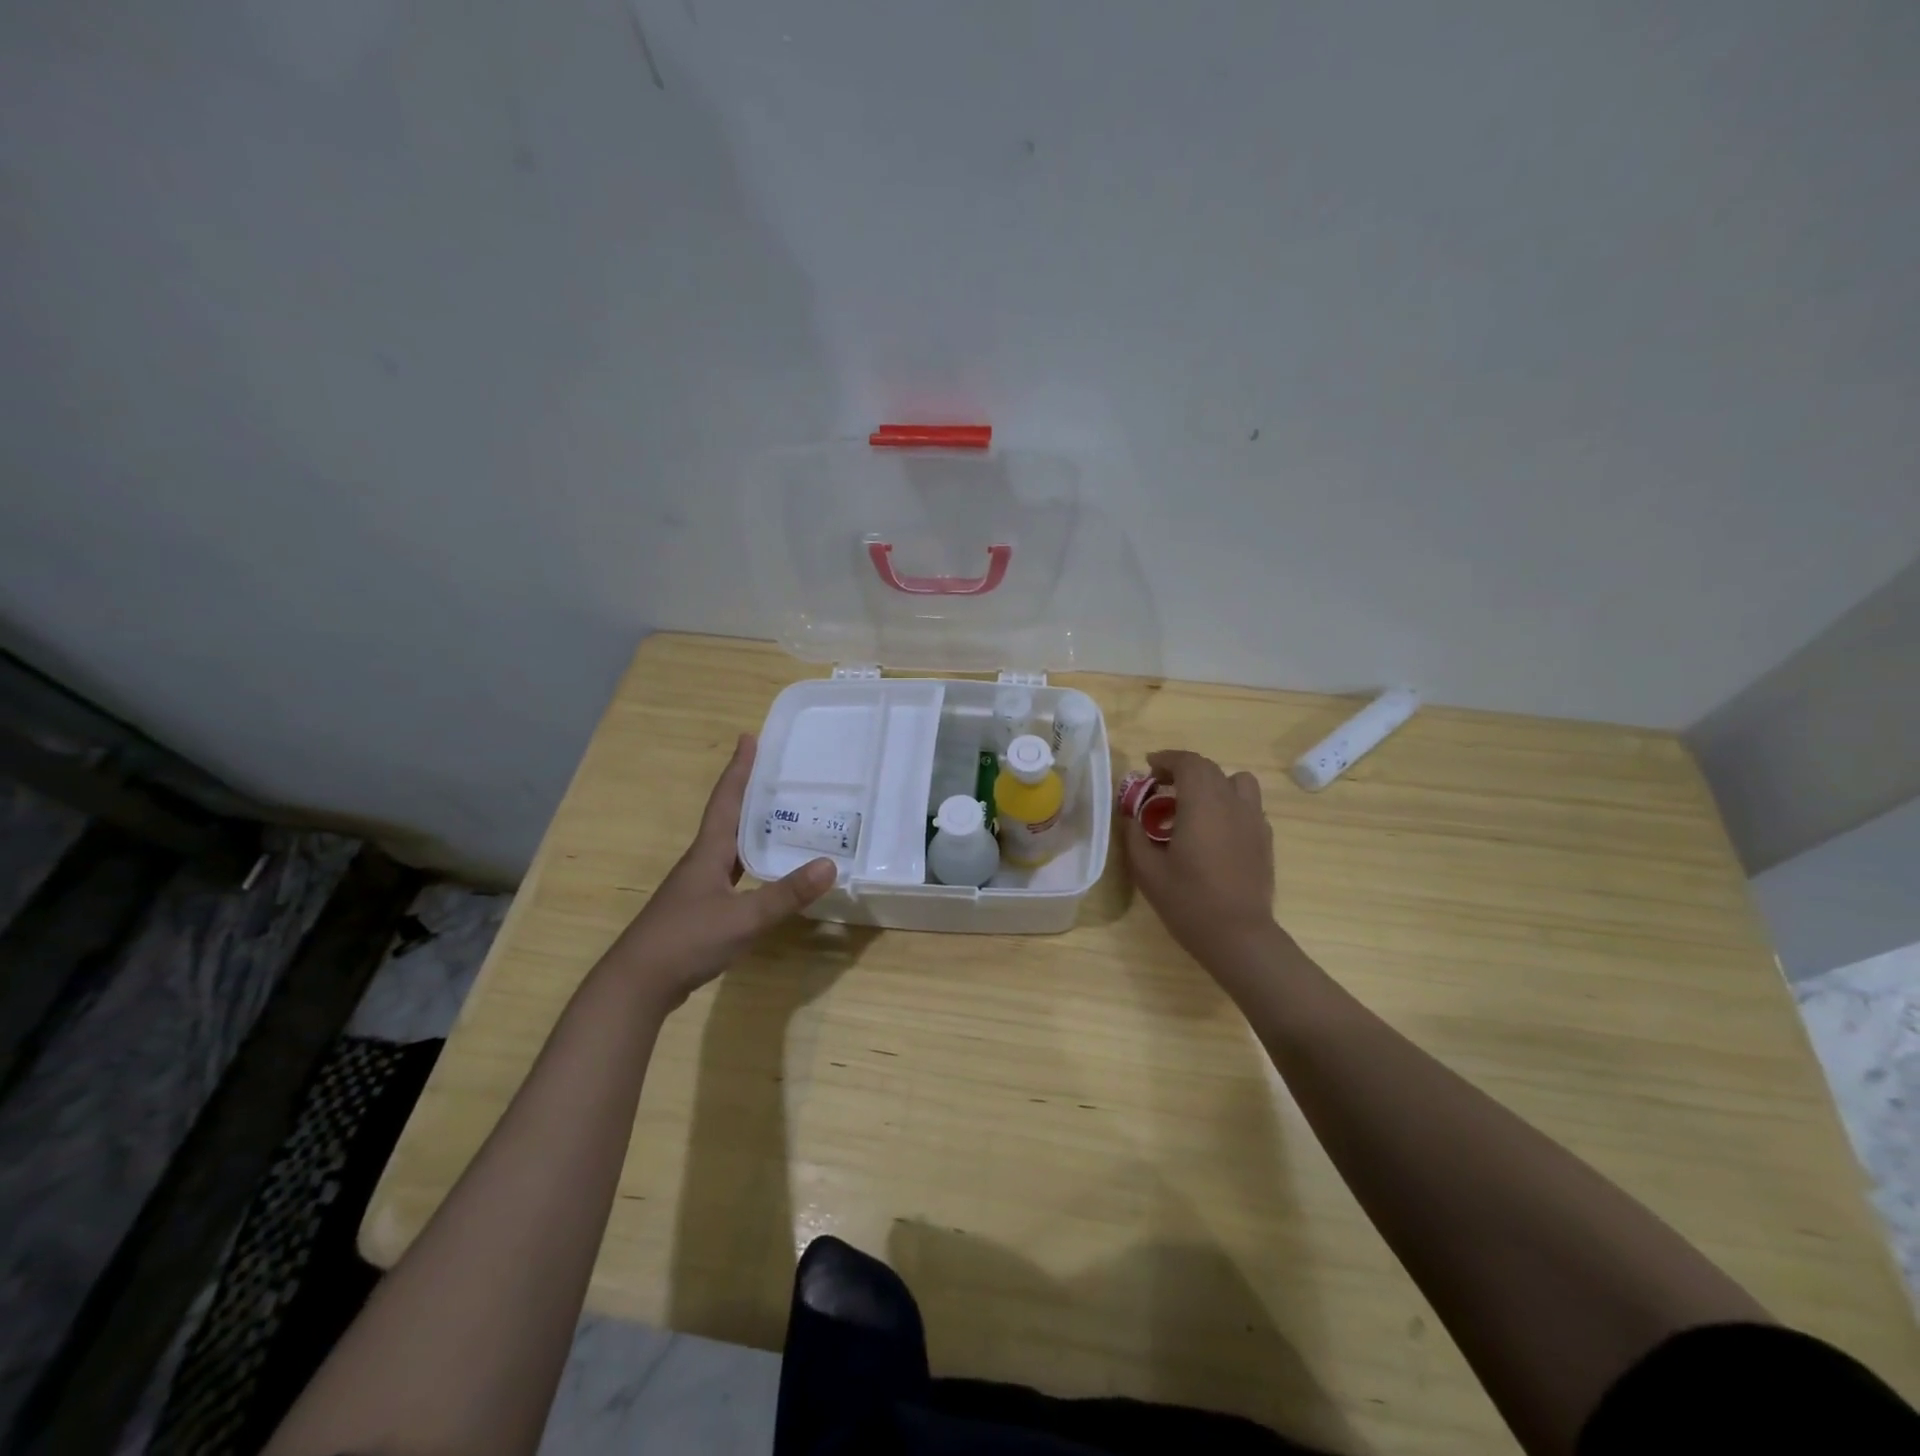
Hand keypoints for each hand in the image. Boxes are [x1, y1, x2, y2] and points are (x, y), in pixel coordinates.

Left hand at [609, 733, 835, 1010]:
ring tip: (779, 815)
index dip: (738, 769)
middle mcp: (701, 861)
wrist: (637, 984)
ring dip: (750, 826)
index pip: (726, 800)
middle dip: (748, 791)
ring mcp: (697, 886)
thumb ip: (786, 894)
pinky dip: (749, 860)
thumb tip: (830, 865)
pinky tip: (765, 870)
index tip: (749, 737)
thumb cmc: (687, 941)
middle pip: (727, 816)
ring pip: (729, 845)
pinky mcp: (699, 908)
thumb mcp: (744, 917)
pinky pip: (730, 870)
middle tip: (776, 772)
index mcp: (708, 852)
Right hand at [1123, 750, 1276, 971]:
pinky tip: (1214, 830)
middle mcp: (1232, 803)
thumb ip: (1134, 836)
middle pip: (1210, 769)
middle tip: (1161, 786)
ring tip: (1194, 804)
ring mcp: (1254, 820)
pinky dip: (1229, 804)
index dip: (1167, 758)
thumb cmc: (1189, 901)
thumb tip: (1131, 817)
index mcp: (1202, 804)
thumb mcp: (1147, 871)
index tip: (1149, 767)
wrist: (1238, 936)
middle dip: (1184, 770)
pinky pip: (1248, 806)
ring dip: (1213, 783)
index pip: (1188, 763)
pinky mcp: (1265, 839)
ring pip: (1237, 782)